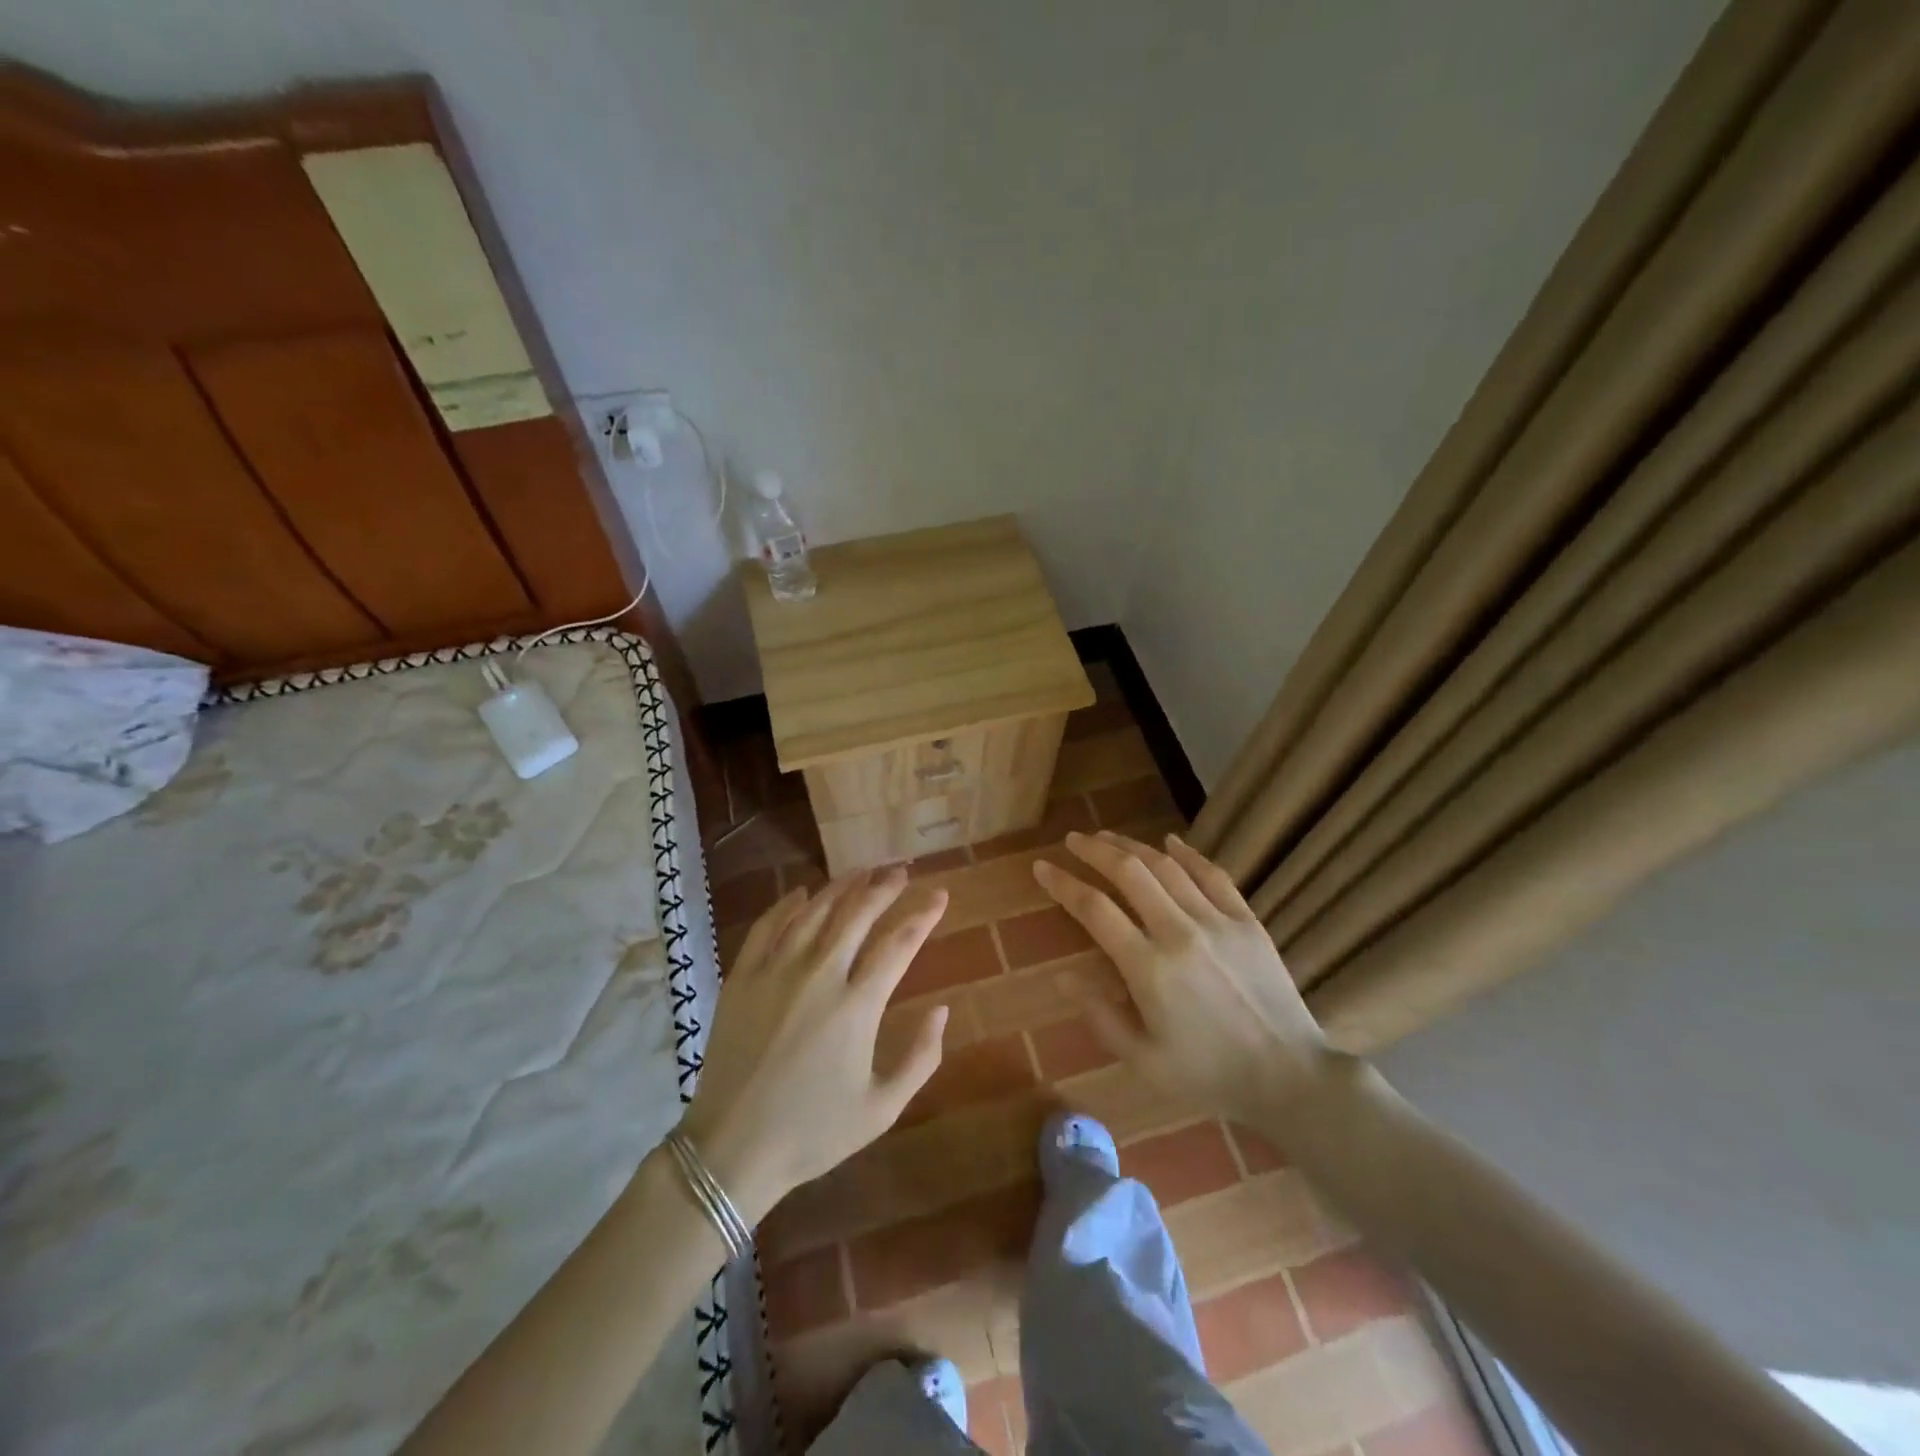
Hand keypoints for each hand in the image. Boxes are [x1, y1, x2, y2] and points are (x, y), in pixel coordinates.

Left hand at [679, 867, 949, 1223]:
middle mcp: (819, 975)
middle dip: (884, 886)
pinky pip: (768, 925)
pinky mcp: (742, 977)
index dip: (923, 915)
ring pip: (815, 911)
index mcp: (857, 1006)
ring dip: (842, 886)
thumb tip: (943, 1010)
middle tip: (901, 871)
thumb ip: (921, 1057)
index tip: (940, 895)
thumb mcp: (882, 1108)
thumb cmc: (813, 1132)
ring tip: (862, 871)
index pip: (899, 943)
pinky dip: (788, 904)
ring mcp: (775, 971)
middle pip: (857, 914)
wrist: (731, 1149)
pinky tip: (803, 893)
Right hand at [1033, 830, 1330, 1128]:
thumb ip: (1100, 1016)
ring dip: (1132, 846)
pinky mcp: (1247, 921)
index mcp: (1148, 968)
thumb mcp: (1144, 1060)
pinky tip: (1169, 841)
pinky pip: (1213, 875)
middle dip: (1095, 850)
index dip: (1064, 884)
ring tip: (1108, 836)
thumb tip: (1063, 976)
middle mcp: (1179, 932)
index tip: (1042, 867)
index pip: (1094, 909)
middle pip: (1129, 873)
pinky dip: (1187, 854)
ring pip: (1166, 867)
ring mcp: (1217, 922)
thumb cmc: (1209, 1075)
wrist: (1289, 1077)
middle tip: (1074, 840)